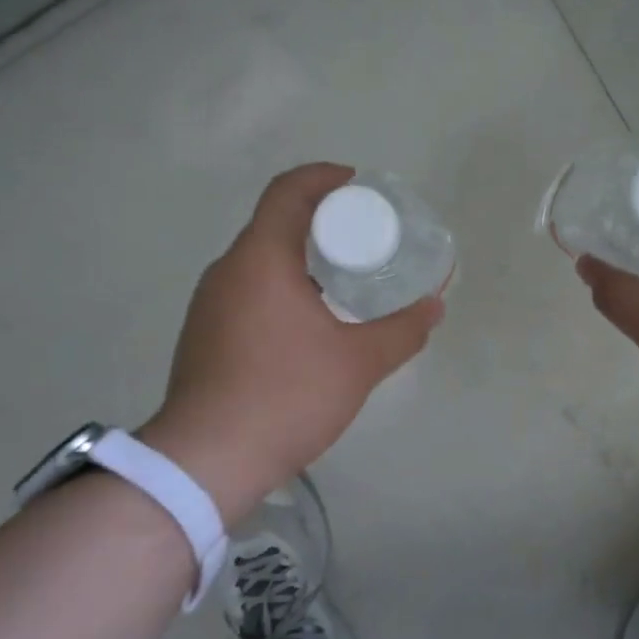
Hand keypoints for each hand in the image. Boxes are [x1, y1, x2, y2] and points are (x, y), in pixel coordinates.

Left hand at [139, 164, 443, 525]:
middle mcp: (227, 271)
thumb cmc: (287, 395)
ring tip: (344, 282)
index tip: (359, 186)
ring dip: (301, 260)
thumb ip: (403, 330)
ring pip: (260, 262)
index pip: (288, 191)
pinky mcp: (204, 335)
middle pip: (275, 224)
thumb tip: (435, 306)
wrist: (208, 460)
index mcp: (260, 259)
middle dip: (322, 222)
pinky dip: (281, 289)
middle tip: (365, 240)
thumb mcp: (359, 363)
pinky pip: (248, 292)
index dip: (325, 178)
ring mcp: (208, 305)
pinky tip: (309, 325)